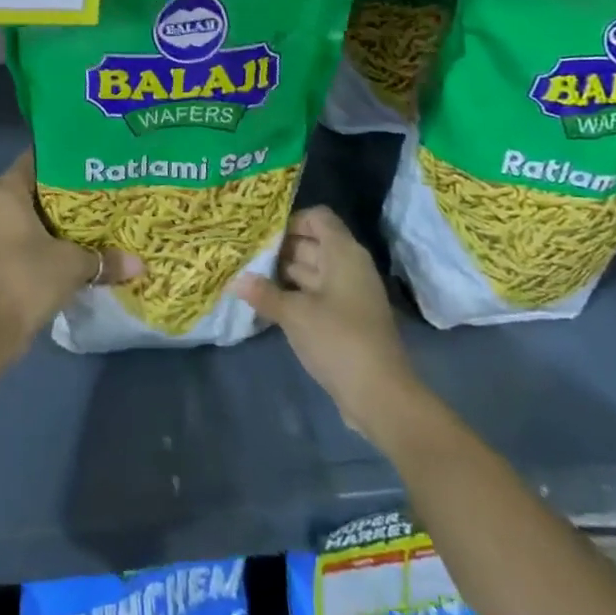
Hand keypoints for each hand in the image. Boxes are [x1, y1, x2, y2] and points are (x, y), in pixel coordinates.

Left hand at [0, 151, 140, 356]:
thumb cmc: (26, 278)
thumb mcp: (73, 265)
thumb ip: (105, 259)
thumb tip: (139, 264)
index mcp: (6, 191)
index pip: (36, 159)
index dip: (64, 158)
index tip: (92, 162)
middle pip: (35, 189)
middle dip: (67, 194)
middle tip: (102, 193)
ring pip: (30, 218)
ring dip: (57, 223)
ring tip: (94, 222)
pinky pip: (23, 241)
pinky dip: (46, 244)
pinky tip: (74, 251)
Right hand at [236, 206, 417, 431]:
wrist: (380, 396)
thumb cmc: (339, 340)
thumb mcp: (295, 315)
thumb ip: (264, 293)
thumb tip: (235, 280)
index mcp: (343, 253)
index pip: (317, 218)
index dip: (290, 220)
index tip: (261, 234)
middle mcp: (348, 266)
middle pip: (312, 243)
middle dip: (279, 248)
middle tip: (244, 254)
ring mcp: (348, 294)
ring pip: (311, 270)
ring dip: (283, 273)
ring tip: (248, 275)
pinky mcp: (345, 319)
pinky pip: (315, 295)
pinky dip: (294, 295)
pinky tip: (267, 302)